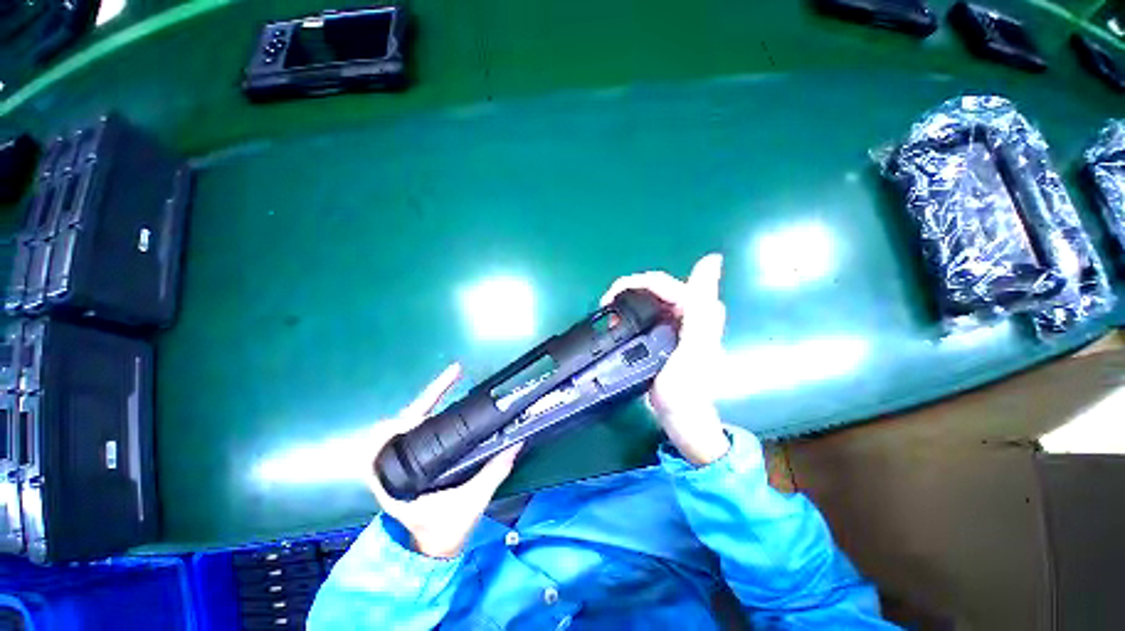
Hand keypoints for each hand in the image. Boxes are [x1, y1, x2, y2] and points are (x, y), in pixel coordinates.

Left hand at [368, 364, 520, 558]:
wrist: (430, 553)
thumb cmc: (442, 534)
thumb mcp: (470, 504)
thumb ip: (493, 474)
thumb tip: (515, 443)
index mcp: (396, 480)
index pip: (388, 439)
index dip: (406, 414)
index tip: (437, 392)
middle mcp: (392, 467)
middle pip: (400, 421)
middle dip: (426, 397)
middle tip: (454, 376)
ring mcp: (400, 462)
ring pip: (407, 423)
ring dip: (427, 402)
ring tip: (451, 383)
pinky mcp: (412, 461)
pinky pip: (416, 430)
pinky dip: (429, 413)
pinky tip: (447, 405)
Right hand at [601, 253, 729, 465]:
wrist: (681, 418)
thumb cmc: (687, 388)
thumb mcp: (695, 348)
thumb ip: (702, 307)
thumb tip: (712, 258)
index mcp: (697, 310)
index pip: (663, 283)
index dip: (634, 283)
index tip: (609, 299)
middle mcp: (688, 311)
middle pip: (654, 287)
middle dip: (627, 291)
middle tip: (606, 307)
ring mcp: (675, 322)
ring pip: (647, 298)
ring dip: (625, 302)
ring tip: (609, 316)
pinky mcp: (663, 333)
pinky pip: (644, 312)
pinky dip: (627, 314)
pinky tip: (617, 324)